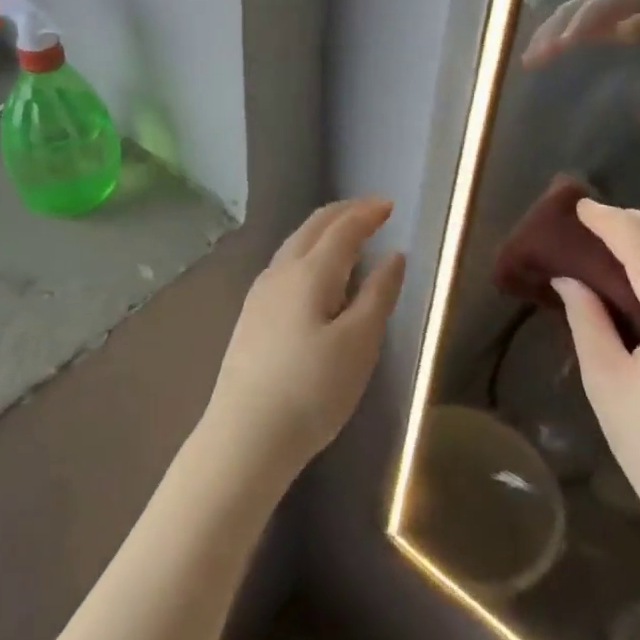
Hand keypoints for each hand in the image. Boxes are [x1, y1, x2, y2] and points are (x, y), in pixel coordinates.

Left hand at [204, 199, 407, 480]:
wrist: (245, 435)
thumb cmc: (312, 390)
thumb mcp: (359, 344)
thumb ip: (378, 294)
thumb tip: (394, 255)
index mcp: (309, 273)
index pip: (342, 229)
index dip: (367, 213)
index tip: (389, 204)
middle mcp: (280, 272)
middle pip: (313, 227)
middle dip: (343, 213)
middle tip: (370, 209)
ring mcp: (260, 293)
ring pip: (295, 244)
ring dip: (323, 231)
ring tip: (346, 235)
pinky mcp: (251, 315)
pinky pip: (285, 264)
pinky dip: (308, 252)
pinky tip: (314, 273)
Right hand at [522, 0, 639, 64]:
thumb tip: (622, 30)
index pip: (593, 7)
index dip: (578, 23)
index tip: (565, 44)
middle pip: (568, 11)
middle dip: (550, 33)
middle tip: (535, 57)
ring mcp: (590, 7)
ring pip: (560, 18)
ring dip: (542, 38)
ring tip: (528, 60)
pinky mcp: (587, 19)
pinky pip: (562, 26)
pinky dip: (546, 40)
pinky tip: (535, 57)